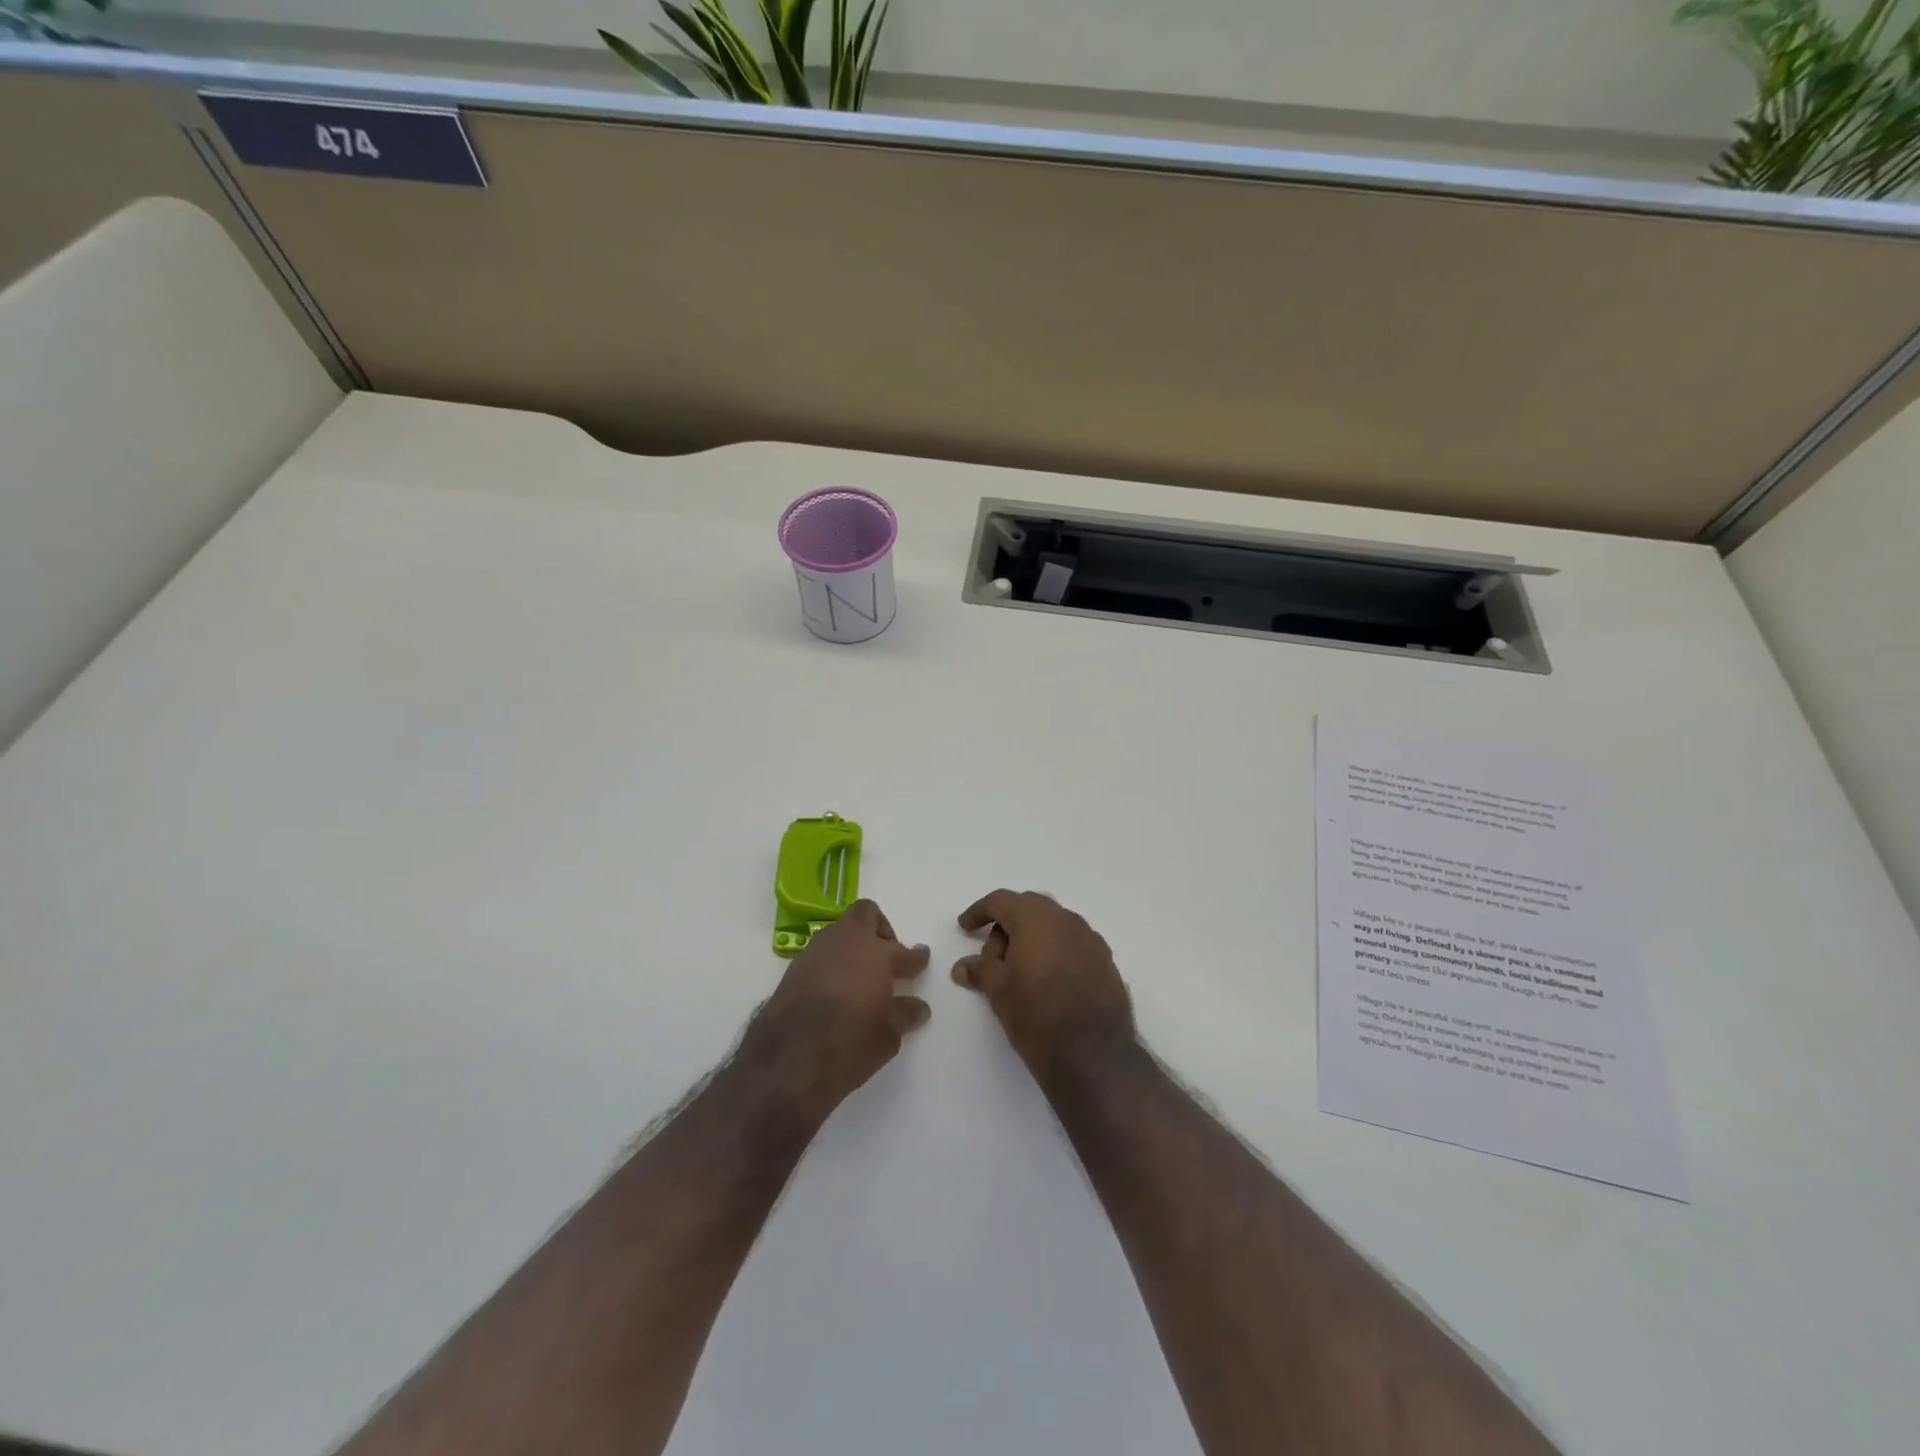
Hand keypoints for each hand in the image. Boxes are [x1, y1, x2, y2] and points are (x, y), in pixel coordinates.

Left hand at [740, 900, 930, 1128]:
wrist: (786, 1060)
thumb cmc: (849, 1045)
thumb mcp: (887, 1035)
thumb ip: (904, 1014)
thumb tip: (918, 1006)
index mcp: (876, 953)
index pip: (904, 952)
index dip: (915, 957)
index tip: (921, 959)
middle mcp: (846, 942)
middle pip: (866, 914)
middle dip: (880, 930)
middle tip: (887, 958)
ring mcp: (816, 952)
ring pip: (840, 931)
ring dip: (853, 945)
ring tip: (861, 975)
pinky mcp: (794, 969)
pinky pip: (821, 953)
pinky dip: (833, 963)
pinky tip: (836, 989)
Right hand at [953, 890, 1134, 1079]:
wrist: (1093, 1054)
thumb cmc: (1036, 1016)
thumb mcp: (998, 992)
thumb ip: (980, 970)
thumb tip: (963, 966)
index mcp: (1036, 919)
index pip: (1001, 900)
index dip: (980, 911)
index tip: (965, 927)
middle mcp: (1066, 919)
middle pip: (1030, 906)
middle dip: (1008, 923)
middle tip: (994, 953)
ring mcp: (1090, 938)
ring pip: (1054, 923)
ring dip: (1034, 937)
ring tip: (1020, 969)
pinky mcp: (1105, 960)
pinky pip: (1073, 942)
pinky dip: (1056, 950)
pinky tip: (1048, 979)